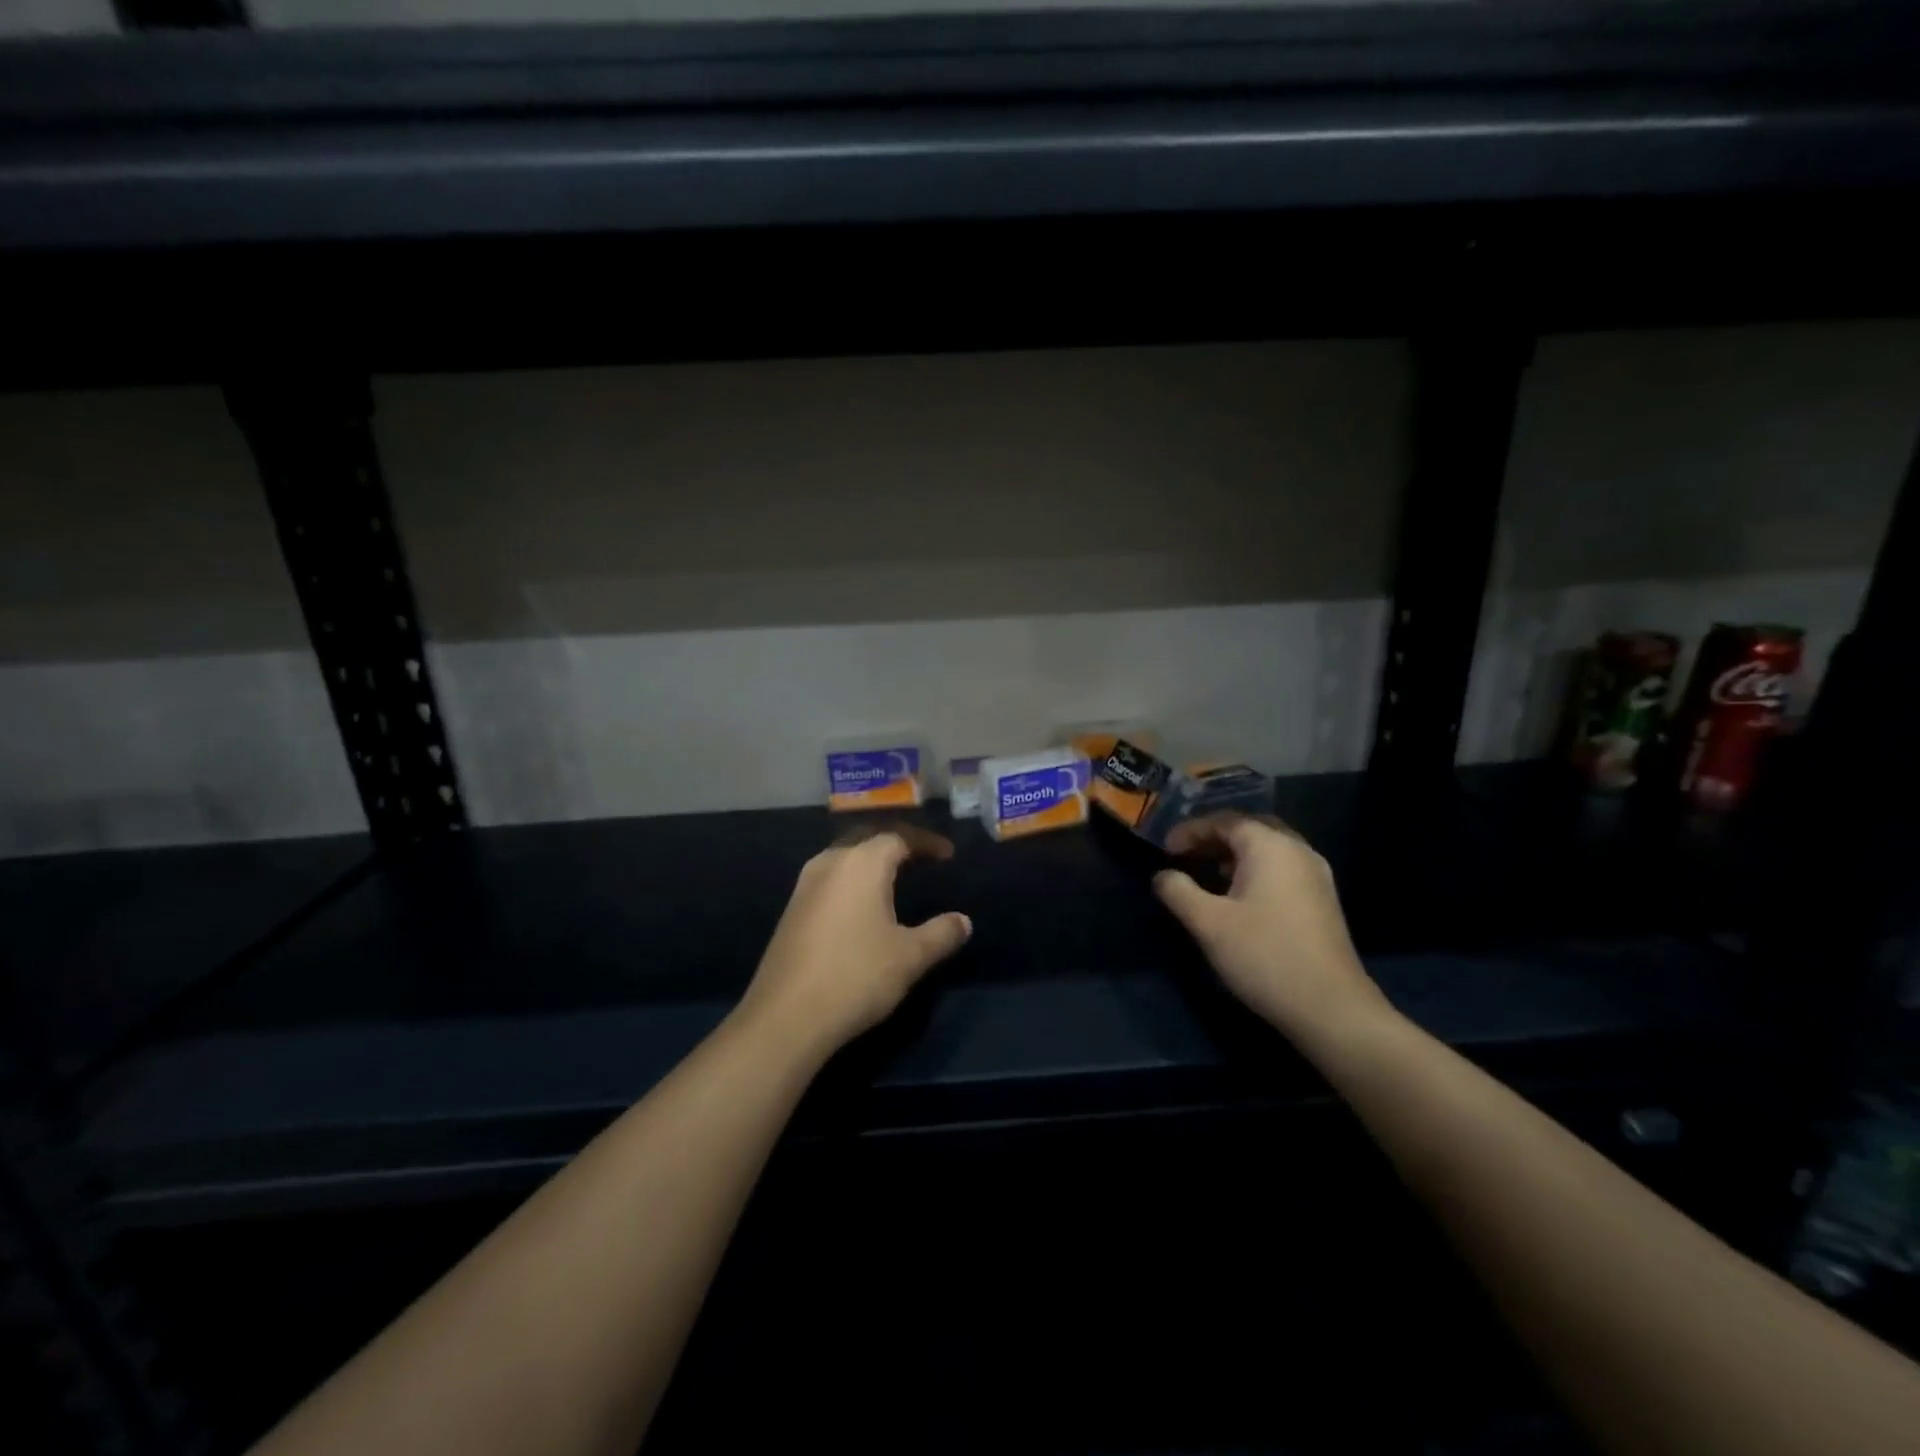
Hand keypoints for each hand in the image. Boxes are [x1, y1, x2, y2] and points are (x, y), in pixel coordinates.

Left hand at [738, 823, 971, 1058]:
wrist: (786, 1017)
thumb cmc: (856, 975)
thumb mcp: (910, 956)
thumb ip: (941, 933)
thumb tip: (963, 921)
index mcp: (861, 863)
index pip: (899, 837)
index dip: (926, 843)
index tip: (948, 855)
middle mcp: (829, 863)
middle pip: (867, 840)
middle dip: (896, 847)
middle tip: (922, 860)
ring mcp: (805, 886)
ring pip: (845, 860)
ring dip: (871, 864)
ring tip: (895, 880)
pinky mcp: (792, 911)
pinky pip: (830, 881)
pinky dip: (852, 883)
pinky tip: (862, 908)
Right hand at [1153, 813, 1387, 1046]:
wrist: (1331, 1008)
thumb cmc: (1265, 956)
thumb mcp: (1208, 923)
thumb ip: (1178, 891)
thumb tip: (1162, 875)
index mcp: (1271, 846)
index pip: (1224, 821)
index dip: (1190, 830)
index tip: (1164, 850)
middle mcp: (1298, 850)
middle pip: (1249, 829)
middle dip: (1214, 838)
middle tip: (1185, 855)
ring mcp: (1316, 875)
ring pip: (1268, 849)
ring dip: (1234, 855)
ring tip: (1206, 874)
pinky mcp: (1322, 900)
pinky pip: (1282, 869)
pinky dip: (1254, 871)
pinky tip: (1238, 897)